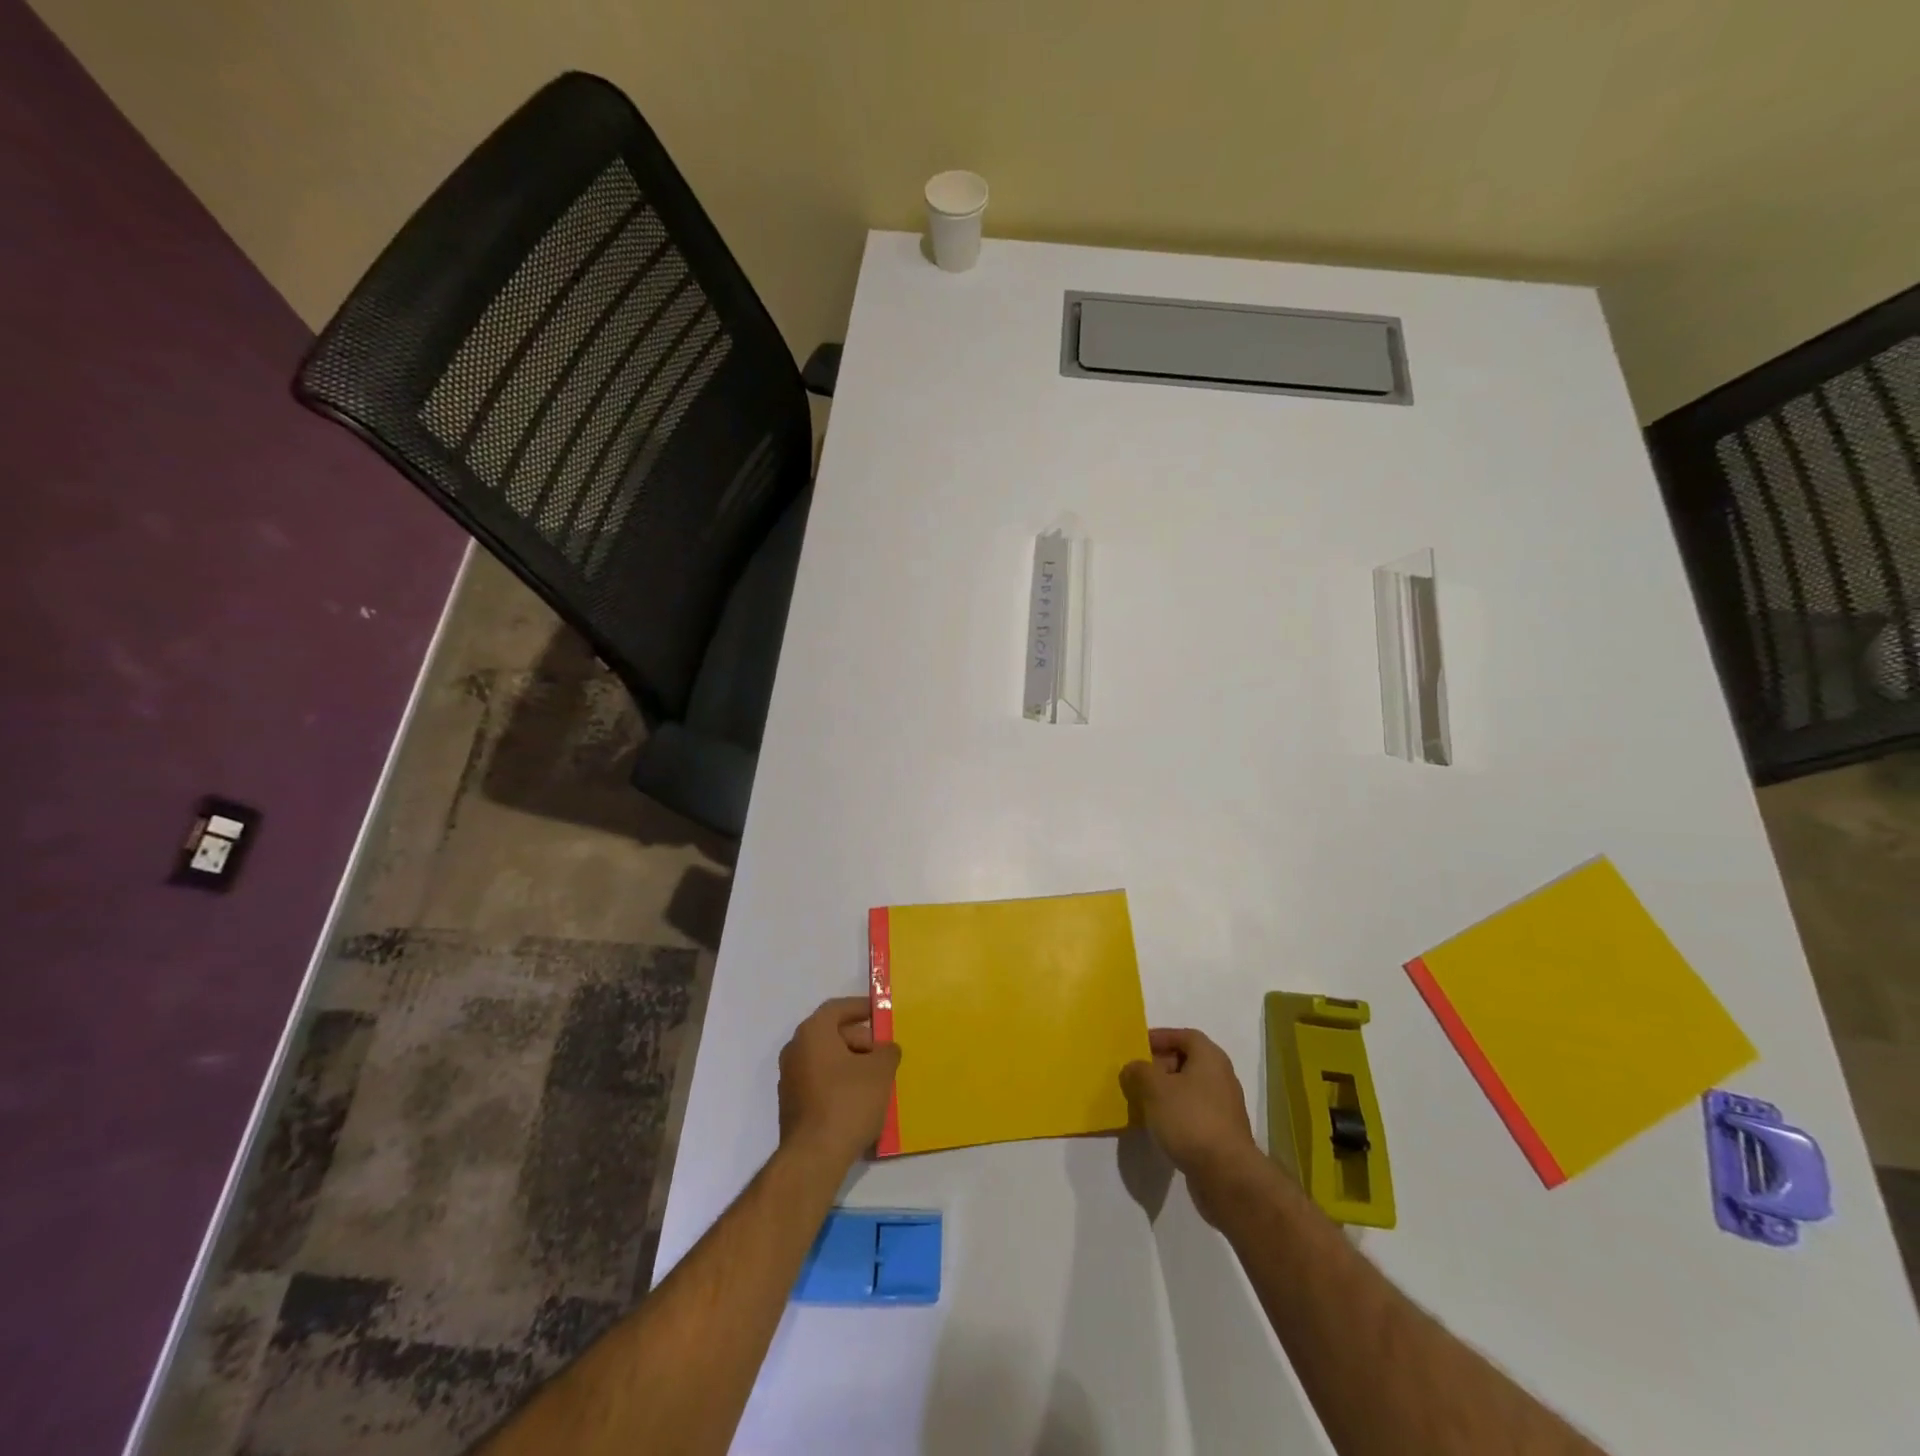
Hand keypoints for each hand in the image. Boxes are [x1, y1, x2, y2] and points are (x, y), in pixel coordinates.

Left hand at [777, 997, 900, 1171]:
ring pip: (826, 1060)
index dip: (860, 1007)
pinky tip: (859, 1101)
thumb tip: (885, 1050)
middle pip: (831, 1034)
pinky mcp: (792, 1105)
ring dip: (851, 1063)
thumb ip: (887, 1051)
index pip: (837, 1008)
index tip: (880, 1013)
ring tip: (876, 1079)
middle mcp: (795, 1050)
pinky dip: (839, 1083)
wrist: (814, 1157)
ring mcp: (790, 1079)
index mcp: (812, 1033)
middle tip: (883, 1053)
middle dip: (860, 1040)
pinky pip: (820, 1082)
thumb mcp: (880, 1070)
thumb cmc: (848, 1102)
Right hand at [1121, 1028, 1259, 1217]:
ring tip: (1144, 1101)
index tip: (1138, 1047)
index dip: (1161, 1037)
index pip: (1185, 1036)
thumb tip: (1133, 1067)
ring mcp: (1225, 1107)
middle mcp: (1221, 1076)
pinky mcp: (1223, 1132)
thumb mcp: (1155, 1088)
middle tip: (1137, 1075)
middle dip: (1160, 1065)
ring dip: (1167, 1091)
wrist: (1226, 1174)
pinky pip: (1195, 1112)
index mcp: (1210, 1058)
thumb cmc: (1189, 1119)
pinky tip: (1160, 1125)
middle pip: (1188, 1061)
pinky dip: (1177, 1112)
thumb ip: (1139, 1071)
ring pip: (1190, 1089)